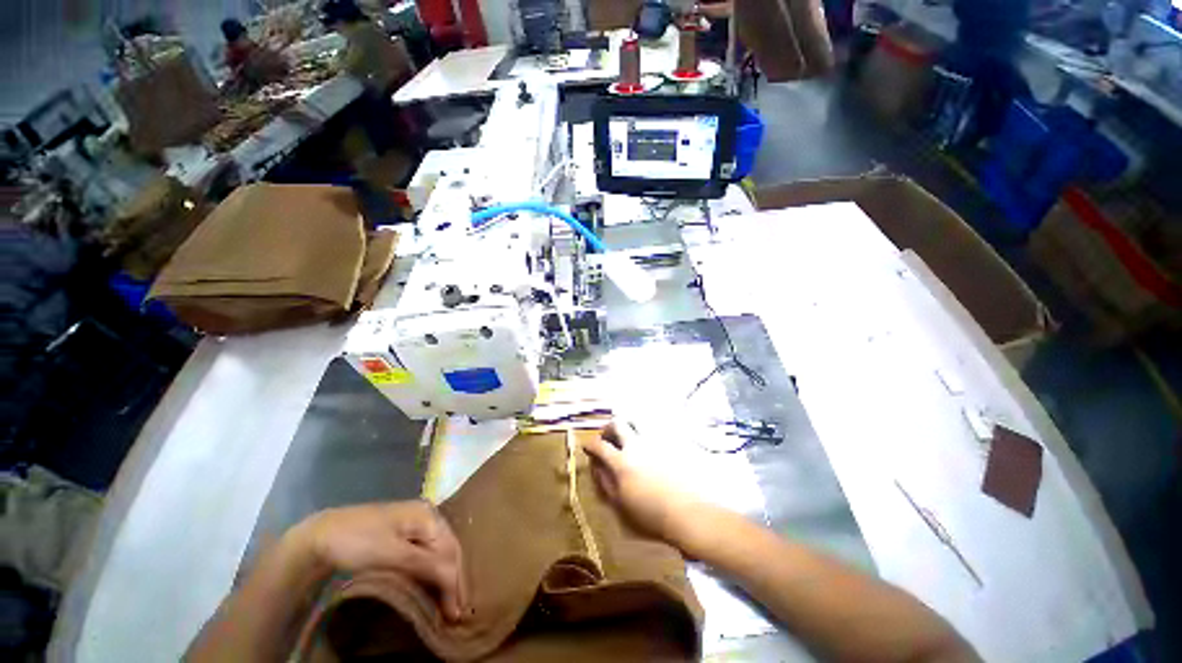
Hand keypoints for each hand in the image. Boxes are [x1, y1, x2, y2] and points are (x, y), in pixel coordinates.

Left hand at [292, 501, 468, 620]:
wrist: (319, 535)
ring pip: (438, 551)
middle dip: (452, 578)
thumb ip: (425, 564)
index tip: (455, 614)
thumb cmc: (358, 542)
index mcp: (428, 515)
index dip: (454, 581)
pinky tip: (430, 584)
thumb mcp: (392, 554)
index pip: (450, 550)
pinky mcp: (402, 534)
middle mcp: (427, 515)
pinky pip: (425, 552)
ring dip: (442, 575)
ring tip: (446, 602)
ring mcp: (414, 523)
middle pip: (447, 548)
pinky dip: (430, 570)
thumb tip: (454, 581)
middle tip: (453, 611)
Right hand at [581, 421, 705, 552]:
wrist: (689, 514)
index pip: (599, 445)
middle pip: (618, 423)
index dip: (590, 444)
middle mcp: (637, 445)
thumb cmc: (652, 515)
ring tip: (627, 435)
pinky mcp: (671, 441)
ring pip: (637, 420)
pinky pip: (655, 427)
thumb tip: (596, 465)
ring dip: (627, 425)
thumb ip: (605, 482)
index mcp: (622, 462)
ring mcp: (655, 441)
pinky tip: (648, 443)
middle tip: (607, 437)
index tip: (589, 447)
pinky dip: (645, 431)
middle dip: (608, 428)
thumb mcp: (620, 504)